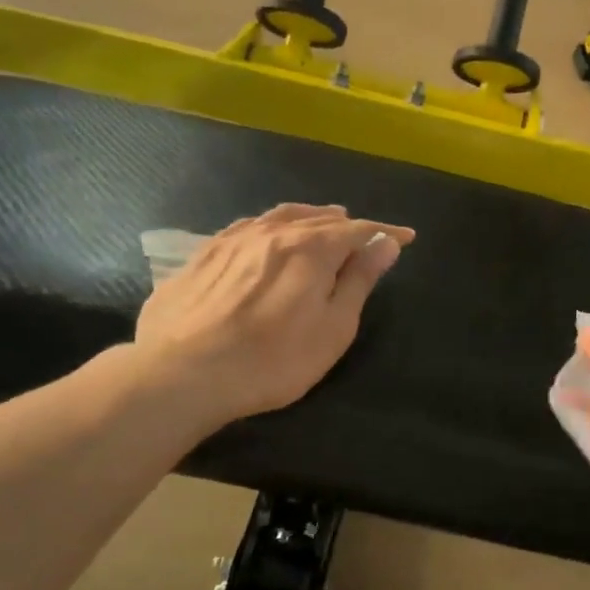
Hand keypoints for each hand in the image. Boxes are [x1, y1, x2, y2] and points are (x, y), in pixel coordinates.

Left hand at [129, 204, 413, 430]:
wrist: (184, 373)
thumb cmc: (274, 359)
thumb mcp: (333, 328)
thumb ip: (359, 281)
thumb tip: (386, 243)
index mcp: (310, 248)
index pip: (357, 230)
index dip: (384, 233)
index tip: (405, 237)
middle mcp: (272, 232)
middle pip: (318, 219)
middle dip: (346, 224)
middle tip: (364, 233)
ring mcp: (233, 240)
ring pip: (279, 216)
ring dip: (308, 217)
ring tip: (322, 221)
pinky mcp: (202, 255)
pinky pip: (246, 227)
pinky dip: (270, 225)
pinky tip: (266, 234)